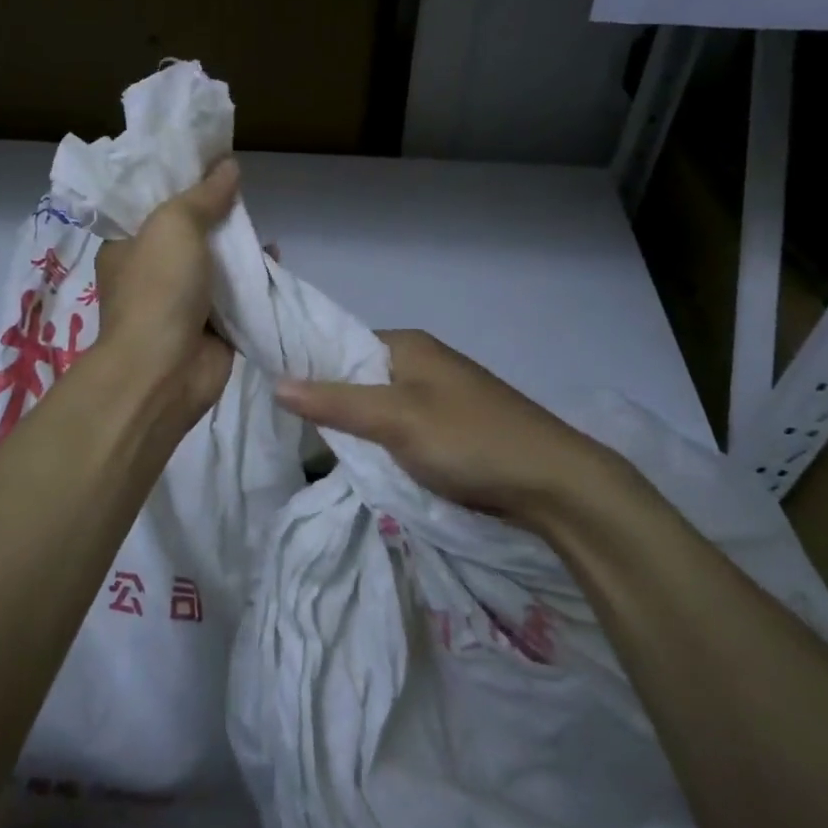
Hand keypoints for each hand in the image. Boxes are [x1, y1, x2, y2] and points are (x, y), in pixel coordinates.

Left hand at [92, 159, 237, 432]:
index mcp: (127, 246)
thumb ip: (203, 195)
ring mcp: (181, 302)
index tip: (208, 163)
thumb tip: (228, 165)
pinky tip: (273, 259)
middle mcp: (151, 273)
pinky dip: (253, 279)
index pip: (150, 206)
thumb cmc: (158, 289)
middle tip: (242, 192)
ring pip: (215, 265)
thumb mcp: (174, 225)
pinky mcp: (210, 327)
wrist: (164, 372)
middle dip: (216, 215)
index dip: (179, 183)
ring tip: (262, 225)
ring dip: (238, 247)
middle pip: (188, 234)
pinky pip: (235, 296)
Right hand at [273, 330, 638, 528]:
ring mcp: (438, 395)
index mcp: (406, 344)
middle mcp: (421, 362)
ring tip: (318, 451)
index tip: (274, 399)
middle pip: (357, 377)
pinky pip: (400, 428)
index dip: (308, 368)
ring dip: (356, 428)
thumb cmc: (468, 439)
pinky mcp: (450, 427)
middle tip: (292, 433)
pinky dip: (381, 443)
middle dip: (330, 404)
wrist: (554, 484)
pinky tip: (363, 463)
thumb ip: (335, 401)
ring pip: (378, 407)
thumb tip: (275, 382)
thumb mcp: (395, 419)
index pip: (340, 345)